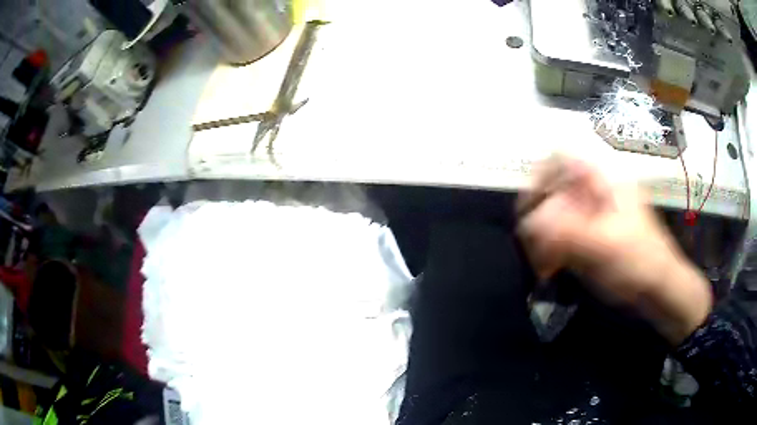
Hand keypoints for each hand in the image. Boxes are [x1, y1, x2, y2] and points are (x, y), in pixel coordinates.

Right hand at [517, 156, 711, 344]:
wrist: (658, 288)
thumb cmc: (640, 260)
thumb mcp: (607, 245)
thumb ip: (569, 232)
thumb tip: (529, 223)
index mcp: (603, 182)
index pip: (563, 159)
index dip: (541, 174)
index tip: (528, 205)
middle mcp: (594, 193)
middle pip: (554, 190)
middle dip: (539, 218)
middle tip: (532, 245)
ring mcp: (591, 216)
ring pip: (553, 216)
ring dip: (542, 239)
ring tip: (542, 264)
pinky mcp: (588, 238)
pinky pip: (560, 238)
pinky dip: (550, 252)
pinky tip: (550, 269)